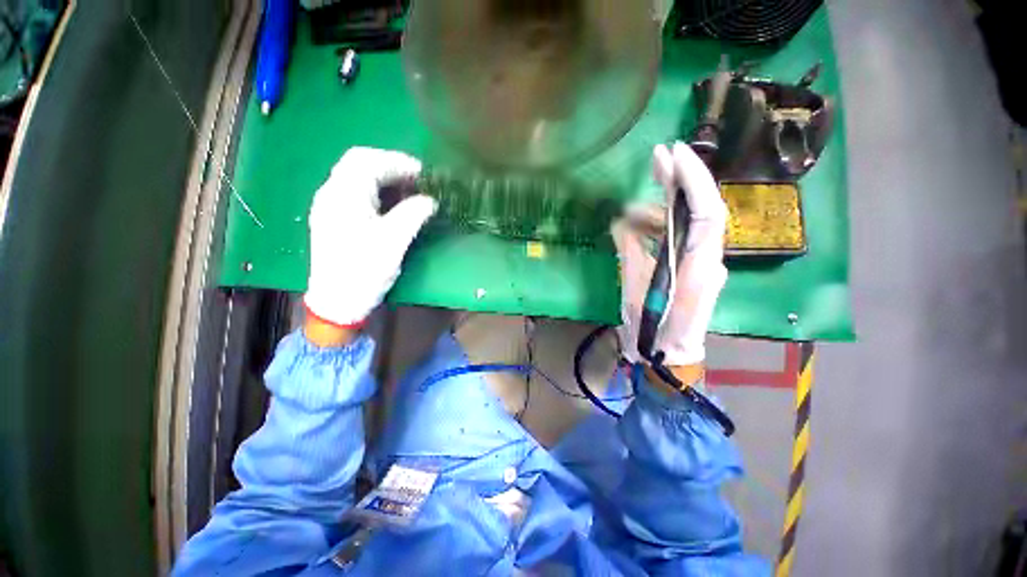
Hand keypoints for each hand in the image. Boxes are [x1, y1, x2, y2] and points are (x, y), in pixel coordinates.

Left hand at [304, 147, 436, 331]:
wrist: (337, 301)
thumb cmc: (364, 270)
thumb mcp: (394, 241)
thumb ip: (413, 214)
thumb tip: (430, 200)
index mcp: (343, 195)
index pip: (368, 160)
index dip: (397, 161)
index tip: (423, 173)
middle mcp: (331, 194)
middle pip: (359, 164)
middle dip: (391, 167)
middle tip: (417, 180)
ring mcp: (330, 206)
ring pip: (357, 178)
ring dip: (384, 179)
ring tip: (410, 191)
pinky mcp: (334, 219)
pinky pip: (356, 193)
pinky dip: (377, 192)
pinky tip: (392, 204)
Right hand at [614, 142, 727, 367]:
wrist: (670, 358)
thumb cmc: (652, 329)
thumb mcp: (635, 289)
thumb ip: (630, 252)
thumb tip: (621, 223)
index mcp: (698, 266)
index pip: (706, 212)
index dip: (693, 180)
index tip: (673, 154)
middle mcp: (709, 259)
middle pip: (701, 210)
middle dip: (681, 181)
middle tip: (657, 160)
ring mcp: (704, 263)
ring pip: (686, 225)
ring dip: (658, 213)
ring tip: (627, 215)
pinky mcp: (694, 268)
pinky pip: (678, 240)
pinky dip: (658, 231)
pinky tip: (636, 230)